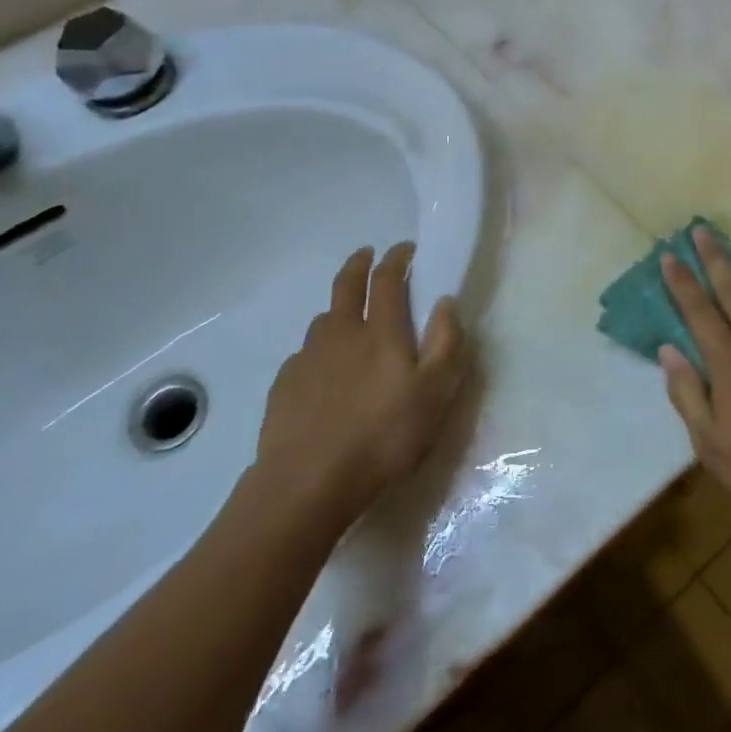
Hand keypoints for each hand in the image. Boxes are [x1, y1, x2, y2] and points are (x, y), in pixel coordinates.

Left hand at [247, 242, 468, 534]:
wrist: (308, 482)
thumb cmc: (383, 436)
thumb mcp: (434, 393)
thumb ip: (446, 343)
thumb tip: (445, 301)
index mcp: (380, 331)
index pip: (387, 279)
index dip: (397, 258)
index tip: (406, 249)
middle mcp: (341, 333)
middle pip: (346, 286)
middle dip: (359, 264)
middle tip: (366, 254)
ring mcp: (308, 357)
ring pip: (324, 320)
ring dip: (338, 309)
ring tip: (348, 319)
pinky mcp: (285, 385)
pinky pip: (305, 355)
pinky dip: (319, 351)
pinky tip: (324, 373)